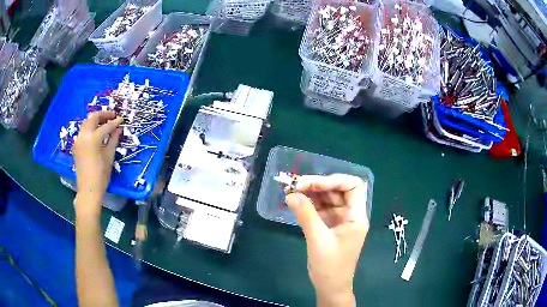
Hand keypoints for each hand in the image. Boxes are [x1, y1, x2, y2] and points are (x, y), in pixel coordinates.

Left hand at [73, 111, 122, 217]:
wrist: (88, 190)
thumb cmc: (101, 176)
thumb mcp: (109, 157)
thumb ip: (113, 140)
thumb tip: (119, 129)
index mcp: (92, 139)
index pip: (106, 126)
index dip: (115, 122)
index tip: (122, 119)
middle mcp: (83, 136)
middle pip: (93, 118)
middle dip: (103, 115)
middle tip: (112, 115)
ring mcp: (78, 140)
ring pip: (87, 123)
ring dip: (96, 120)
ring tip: (105, 122)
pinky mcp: (76, 145)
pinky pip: (83, 131)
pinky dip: (90, 127)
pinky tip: (96, 132)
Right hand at [285, 174, 368, 306]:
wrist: (329, 287)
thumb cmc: (330, 266)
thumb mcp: (318, 239)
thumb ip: (306, 214)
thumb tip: (291, 194)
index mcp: (356, 216)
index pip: (353, 186)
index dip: (334, 180)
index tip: (311, 183)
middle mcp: (350, 215)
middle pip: (337, 191)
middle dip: (318, 185)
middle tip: (296, 185)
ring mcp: (339, 221)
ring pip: (327, 199)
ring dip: (311, 194)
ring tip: (293, 191)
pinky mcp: (329, 228)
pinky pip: (320, 210)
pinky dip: (309, 205)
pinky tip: (296, 203)